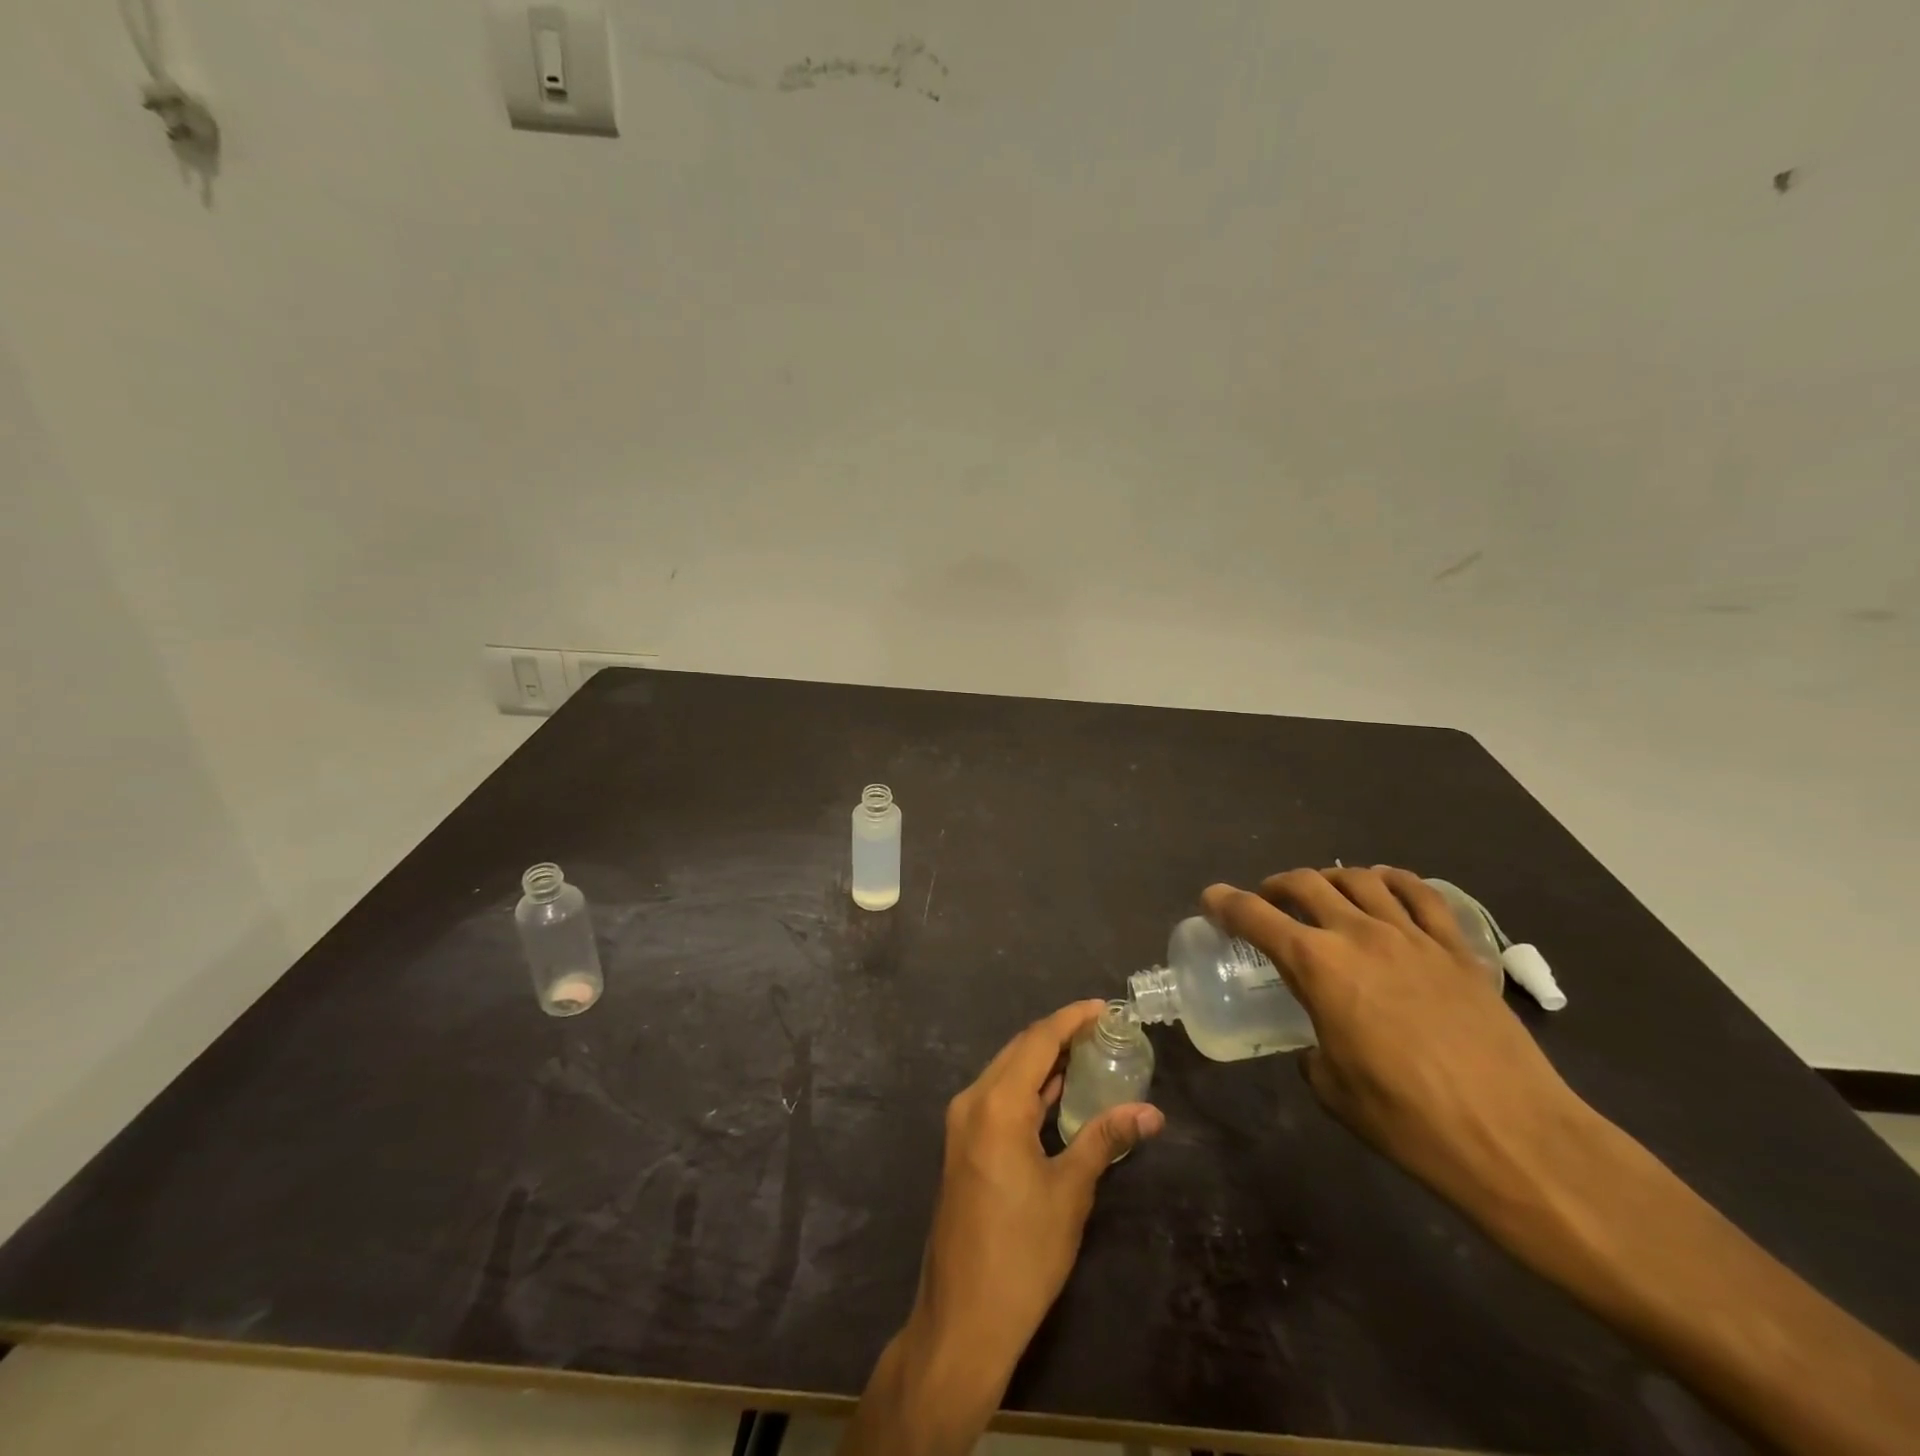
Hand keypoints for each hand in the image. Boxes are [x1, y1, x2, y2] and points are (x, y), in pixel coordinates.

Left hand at [915, 999, 1164, 1376]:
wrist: (963, 1318)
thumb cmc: (1021, 1254)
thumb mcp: (1070, 1193)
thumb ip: (1105, 1141)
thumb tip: (1150, 1112)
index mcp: (996, 1104)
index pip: (1038, 1041)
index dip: (1071, 1019)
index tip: (1103, 1007)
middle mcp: (973, 1101)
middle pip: (1019, 1051)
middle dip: (1059, 1035)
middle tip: (1101, 1030)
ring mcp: (963, 1123)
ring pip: (1007, 1072)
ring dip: (1043, 1060)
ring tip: (1087, 1052)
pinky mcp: (964, 1144)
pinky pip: (999, 1097)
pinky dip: (1029, 1087)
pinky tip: (1057, 1091)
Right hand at [1202, 867, 1591, 1223]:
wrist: (1514, 1138)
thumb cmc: (1407, 1120)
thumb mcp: (1334, 1089)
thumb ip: (1313, 1050)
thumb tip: (1320, 1042)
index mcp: (1318, 965)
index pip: (1255, 917)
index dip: (1225, 902)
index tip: (1211, 898)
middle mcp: (1360, 935)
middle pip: (1307, 883)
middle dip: (1276, 885)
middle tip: (1268, 901)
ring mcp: (1413, 936)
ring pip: (1361, 879)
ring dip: (1330, 879)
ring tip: (1324, 893)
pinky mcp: (1458, 949)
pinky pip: (1421, 894)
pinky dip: (1393, 881)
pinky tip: (1385, 889)